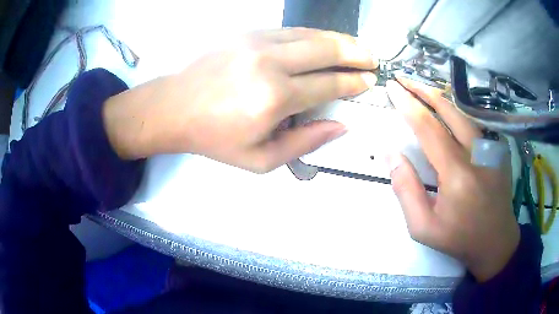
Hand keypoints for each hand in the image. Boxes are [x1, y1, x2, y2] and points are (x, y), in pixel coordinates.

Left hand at [103, 28, 376, 171]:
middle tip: (373, 58)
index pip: (329, 84)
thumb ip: (305, 142)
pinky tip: (323, 40)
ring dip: (338, 39)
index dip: (354, 82)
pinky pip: (290, 30)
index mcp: (275, 98)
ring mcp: (257, 42)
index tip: (370, 81)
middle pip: (326, 50)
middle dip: (356, 53)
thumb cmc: (215, 138)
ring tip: (357, 46)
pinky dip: (313, 35)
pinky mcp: (247, 34)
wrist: (175, 107)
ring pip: (310, 35)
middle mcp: (270, 63)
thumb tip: (340, 126)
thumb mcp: (261, 159)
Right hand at [385, 78, 519, 281]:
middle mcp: (477, 153)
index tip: (392, 88)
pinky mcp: (497, 148)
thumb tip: (390, 154)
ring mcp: (491, 148)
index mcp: (457, 174)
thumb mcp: (423, 226)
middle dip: (422, 89)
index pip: (429, 128)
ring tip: (419, 87)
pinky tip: (444, 107)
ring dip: (438, 95)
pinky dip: (455, 109)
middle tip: (403, 79)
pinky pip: (473, 121)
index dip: (408, 105)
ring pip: (462, 110)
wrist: (496, 241)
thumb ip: (406, 189)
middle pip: (448, 108)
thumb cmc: (459, 238)